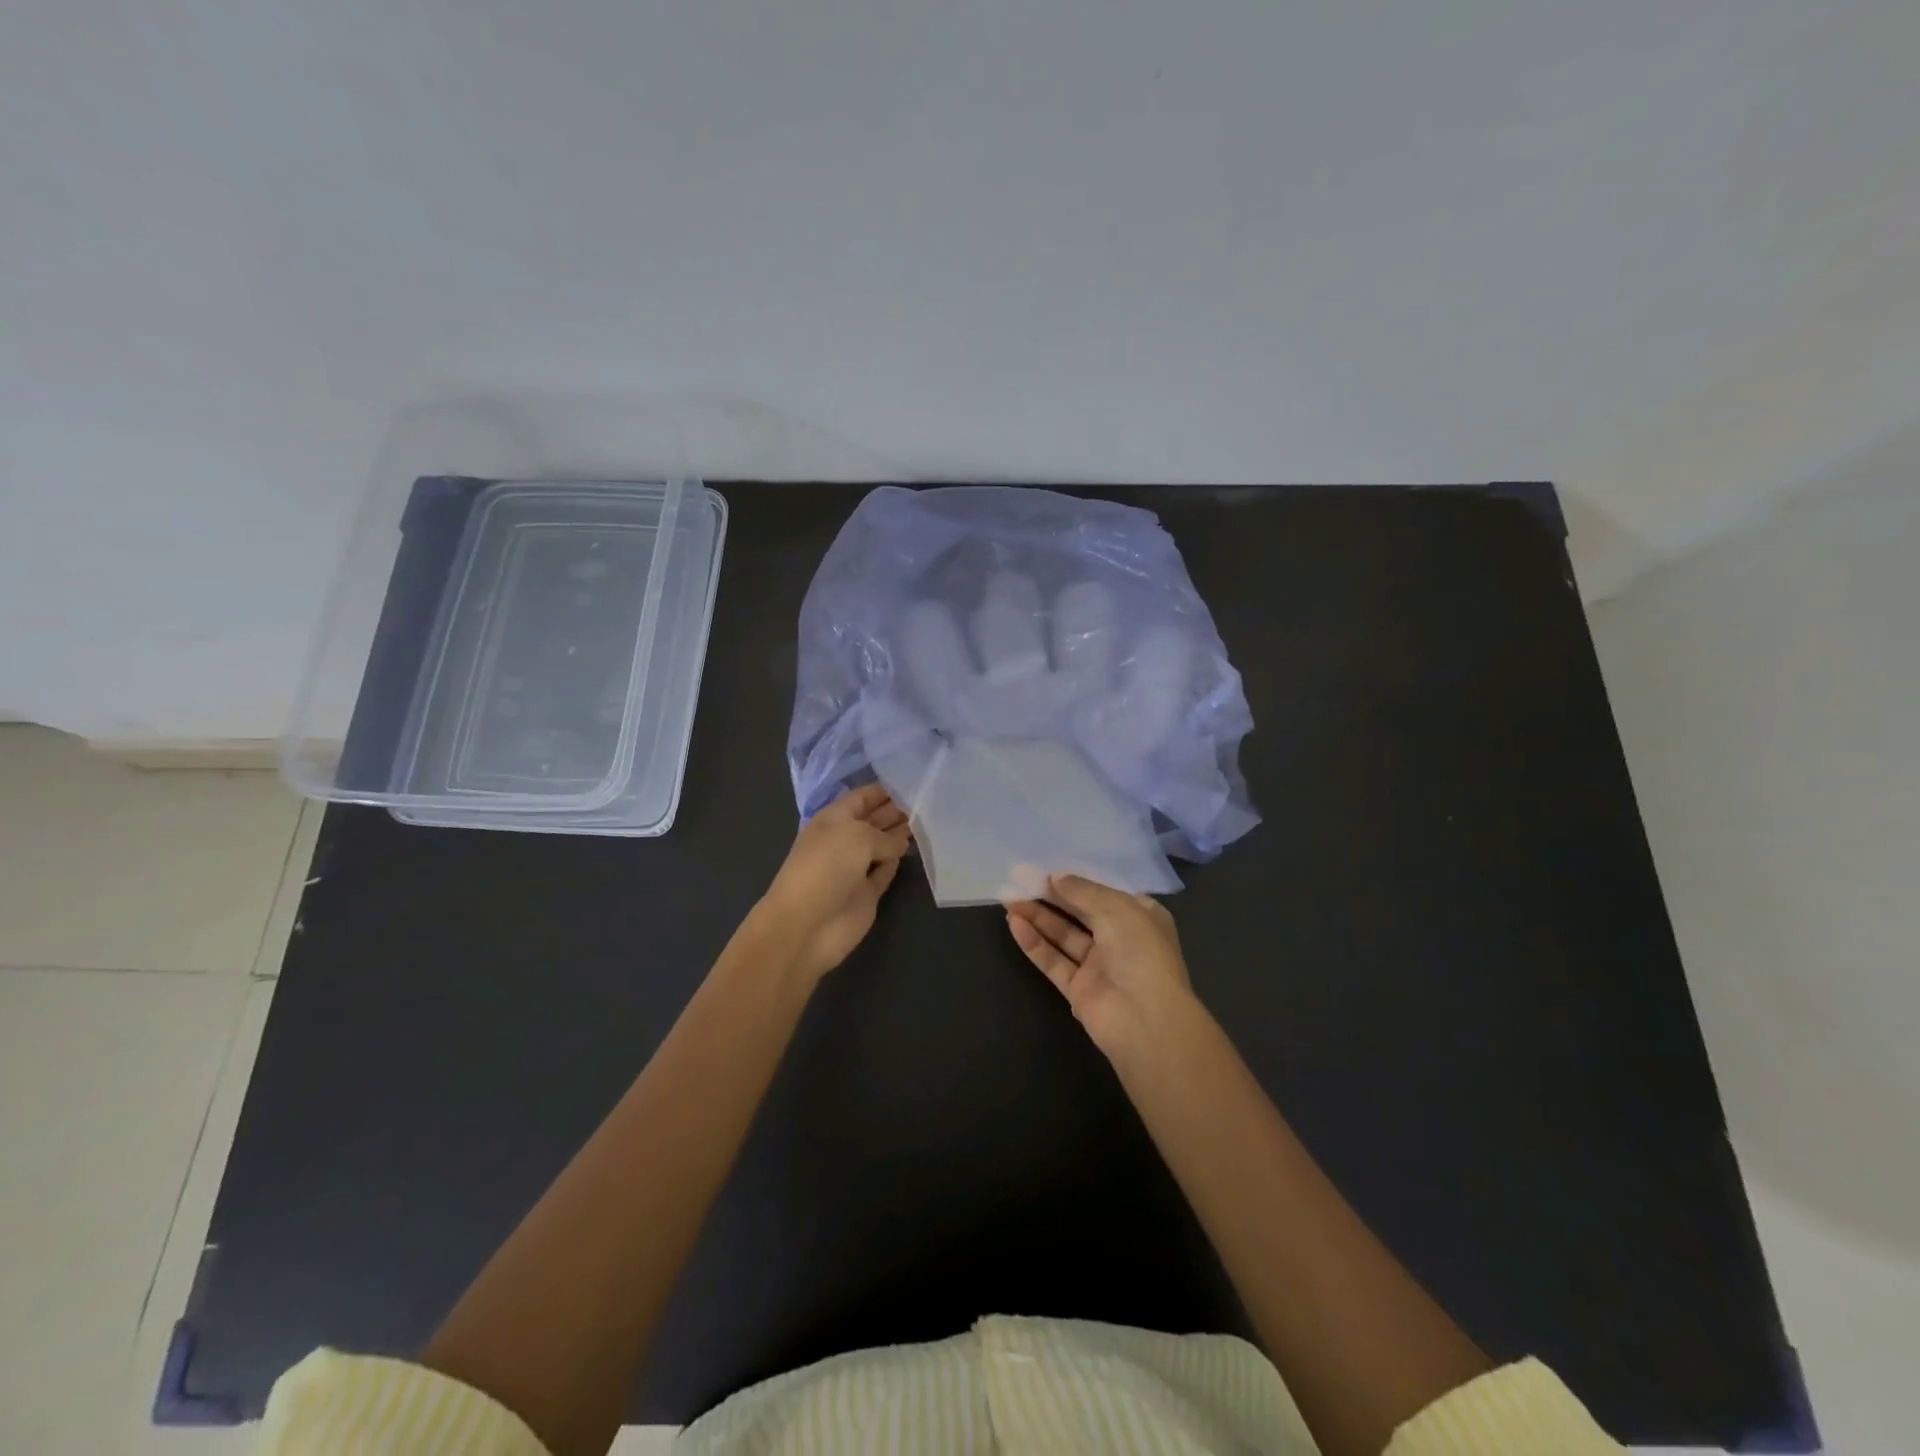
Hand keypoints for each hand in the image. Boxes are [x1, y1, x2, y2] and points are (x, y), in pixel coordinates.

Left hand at [755, 784, 911, 983]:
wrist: (806, 925)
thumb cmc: (826, 868)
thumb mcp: (857, 837)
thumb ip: (884, 836)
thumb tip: (900, 844)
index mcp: (833, 819)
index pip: (861, 797)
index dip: (883, 790)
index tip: (913, 782)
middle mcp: (843, 841)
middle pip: (873, 820)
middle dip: (895, 810)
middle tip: (928, 802)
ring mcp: (854, 869)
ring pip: (881, 846)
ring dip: (900, 835)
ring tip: (927, 822)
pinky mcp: (865, 894)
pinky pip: (884, 872)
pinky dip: (896, 863)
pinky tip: (912, 851)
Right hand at [1006, 874, 1195, 1061]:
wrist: (1146, 1020)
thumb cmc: (1140, 952)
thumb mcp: (1115, 908)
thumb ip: (1082, 891)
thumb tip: (1056, 877)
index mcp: (1141, 917)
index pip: (1106, 894)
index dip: (1079, 881)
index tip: (1049, 869)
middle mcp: (1121, 940)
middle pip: (1080, 913)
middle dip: (1052, 897)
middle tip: (1020, 879)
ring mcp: (1099, 967)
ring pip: (1063, 936)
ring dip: (1038, 917)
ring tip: (1009, 898)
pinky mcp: (1078, 989)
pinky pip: (1053, 961)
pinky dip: (1034, 943)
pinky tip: (1014, 923)